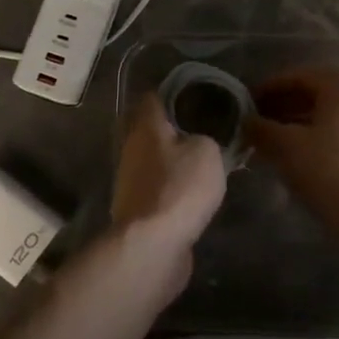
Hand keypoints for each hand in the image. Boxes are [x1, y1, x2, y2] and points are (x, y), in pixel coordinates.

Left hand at [111, 94, 226, 280]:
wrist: (153, 245)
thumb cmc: (179, 188)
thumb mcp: (207, 152)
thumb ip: (206, 138)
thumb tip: (197, 142)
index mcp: (145, 127)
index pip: (153, 98)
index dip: (174, 93)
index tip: (197, 96)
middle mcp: (131, 149)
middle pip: (151, 130)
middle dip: (174, 129)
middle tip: (206, 130)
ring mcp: (130, 181)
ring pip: (154, 160)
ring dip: (173, 161)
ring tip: (203, 163)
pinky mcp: (137, 210)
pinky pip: (158, 188)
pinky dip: (172, 187)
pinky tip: (192, 193)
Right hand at [245, 67, 338, 203]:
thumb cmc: (327, 167)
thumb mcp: (286, 145)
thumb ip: (262, 128)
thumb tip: (245, 121)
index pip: (297, 77)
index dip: (267, 89)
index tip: (245, 103)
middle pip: (313, 95)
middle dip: (281, 107)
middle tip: (254, 121)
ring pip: (324, 116)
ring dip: (294, 124)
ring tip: (267, 140)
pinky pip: (335, 134)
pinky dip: (311, 138)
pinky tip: (291, 155)